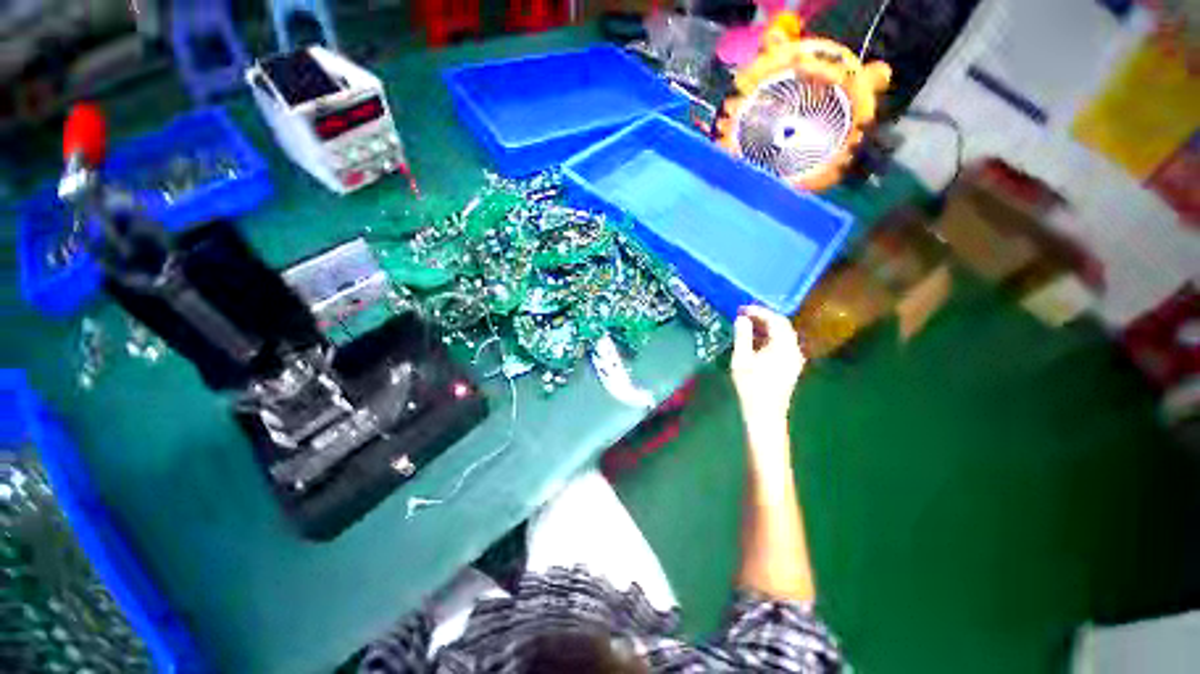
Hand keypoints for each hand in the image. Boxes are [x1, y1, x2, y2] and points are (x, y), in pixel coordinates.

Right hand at [731, 306, 804, 426]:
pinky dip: (769, 339)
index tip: (742, 309)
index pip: (775, 320)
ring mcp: (794, 359)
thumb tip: (742, 318)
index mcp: (783, 346)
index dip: (759, 311)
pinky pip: (782, 345)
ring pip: (782, 336)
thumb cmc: (751, 387)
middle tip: (744, 315)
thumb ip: (742, 336)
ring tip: (747, 326)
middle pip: (782, 326)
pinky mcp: (791, 367)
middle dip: (763, 318)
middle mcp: (793, 349)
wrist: (765, 414)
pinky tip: (755, 342)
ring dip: (766, 328)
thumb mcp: (741, 359)